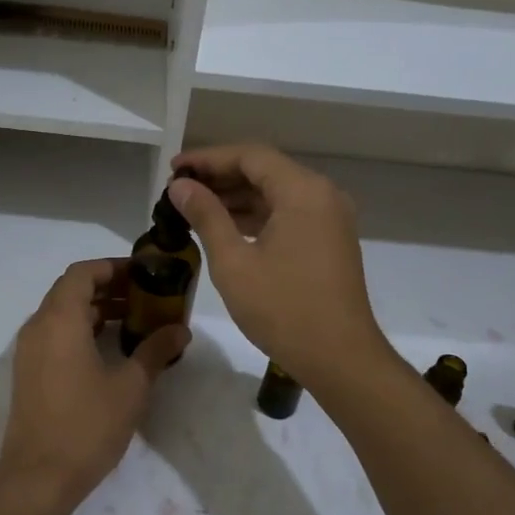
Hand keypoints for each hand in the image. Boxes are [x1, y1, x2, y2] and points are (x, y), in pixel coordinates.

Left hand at [0, 259, 188, 514]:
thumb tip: (180, 331)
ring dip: (95, 310)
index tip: (143, 274)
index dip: (112, 267)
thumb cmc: (86, 426)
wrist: (37, 478)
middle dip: (108, 287)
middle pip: (71, 290)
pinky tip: (110, 350)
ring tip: (134, 321)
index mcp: (60, 320)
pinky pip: (54, 335)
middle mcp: (38, 327)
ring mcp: (28, 351)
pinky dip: (81, 330)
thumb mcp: (130, 387)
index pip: (82, 273)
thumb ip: (155, 351)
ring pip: (62, 313)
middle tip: (145, 297)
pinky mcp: (28, 373)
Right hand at [169, 145, 388, 389]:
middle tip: (179, 188)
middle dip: (220, 176)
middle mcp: (322, 194)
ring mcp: (330, 218)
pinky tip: (225, 227)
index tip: (174, 169)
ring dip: (237, 196)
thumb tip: (180, 186)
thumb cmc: (283, 309)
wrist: (340, 358)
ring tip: (194, 206)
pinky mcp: (329, 239)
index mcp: (303, 191)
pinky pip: (288, 212)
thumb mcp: (234, 262)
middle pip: (265, 170)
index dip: (208, 158)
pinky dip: (256, 214)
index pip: (250, 156)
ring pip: (276, 192)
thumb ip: (206, 216)